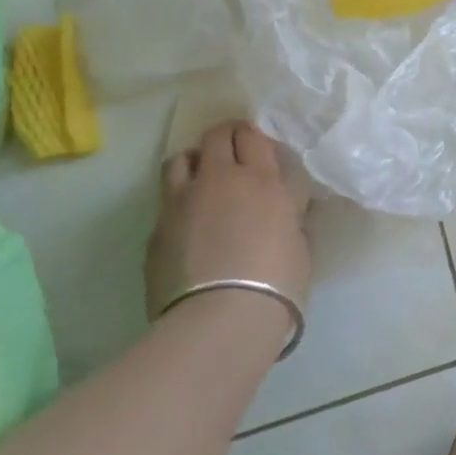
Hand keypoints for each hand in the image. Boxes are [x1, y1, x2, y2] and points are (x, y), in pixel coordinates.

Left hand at [145, 121, 310, 322]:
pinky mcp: (156, 231)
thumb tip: (284, 209)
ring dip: (194, 163)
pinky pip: (167, 202)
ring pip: (180, 160)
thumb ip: (288, 216)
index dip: (253, 136)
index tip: (258, 148)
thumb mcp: (298, 242)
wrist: (221, 319)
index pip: (252, 135)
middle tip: (233, 154)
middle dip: (224, 138)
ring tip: (203, 180)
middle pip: (214, 137)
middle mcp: (218, 180)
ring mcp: (181, 203)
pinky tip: (188, 225)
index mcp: (260, 179)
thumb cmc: (277, 281)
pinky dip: (179, 203)